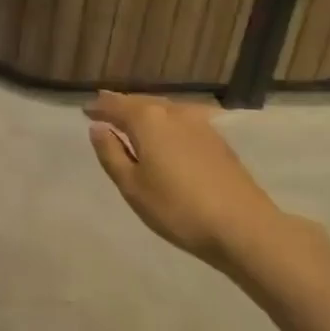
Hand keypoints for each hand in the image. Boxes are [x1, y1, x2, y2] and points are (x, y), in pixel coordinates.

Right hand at [84, 92, 279, 266]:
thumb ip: (110, 153)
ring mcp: (199, 124)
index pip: (115, 105)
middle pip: (141, 102)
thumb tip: (98, 128)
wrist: (244, 227)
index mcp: (148, 119)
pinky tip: (166, 134)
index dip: (98, 108)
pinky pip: (181, 121)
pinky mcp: (217, 140)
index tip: (85, 111)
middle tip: (104, 111)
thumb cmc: (178, 208)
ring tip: (132, 122)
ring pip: (164, 110)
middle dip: (121, 106)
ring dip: (145, 113)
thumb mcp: (132, 186)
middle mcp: (173, 112)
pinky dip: (166, 123)